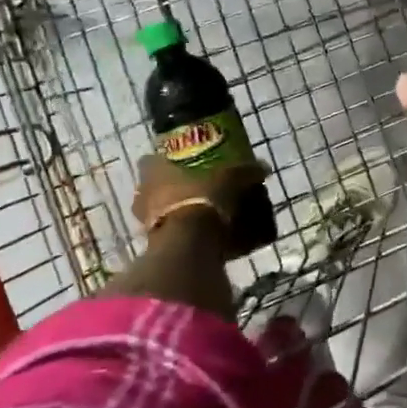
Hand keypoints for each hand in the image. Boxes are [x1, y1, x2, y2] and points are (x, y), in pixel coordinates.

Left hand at [130, 154, 265, 250]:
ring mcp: (145, 222)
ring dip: (172, 213)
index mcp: (154, 170)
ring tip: (196, 216)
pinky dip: (179, 236)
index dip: (163, 161)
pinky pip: (166, 236)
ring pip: (156, 213)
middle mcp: (143, 194)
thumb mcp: (230, 179)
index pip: (150, 160)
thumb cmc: (202, 198)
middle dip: (168, 190)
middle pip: (151, 188)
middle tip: (191, 190)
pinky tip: (198, 238)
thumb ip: (245, 172)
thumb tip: (263, 168)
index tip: (178, 164)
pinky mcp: (153, 246)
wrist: (189, 243)